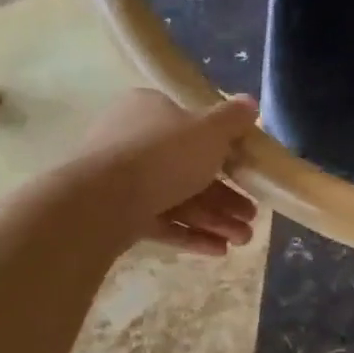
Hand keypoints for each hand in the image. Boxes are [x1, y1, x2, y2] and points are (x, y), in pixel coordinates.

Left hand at [69, 90, 260, 255]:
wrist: (101, 202)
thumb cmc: (163, 155)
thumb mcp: (210, 130)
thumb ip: (233, 119)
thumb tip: (250, 102)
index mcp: (150, 110)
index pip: (191, 124)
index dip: (224, 148)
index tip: (247, 169)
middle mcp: (133, 140)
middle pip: (191, 168)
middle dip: (227, 196)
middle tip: (252, 214)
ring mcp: (123, 180)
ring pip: (179, 198)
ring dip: (215, 219)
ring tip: (243, 239)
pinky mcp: (118, 213)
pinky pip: (162, 221)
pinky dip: (190, 234)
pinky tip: (220, 250)